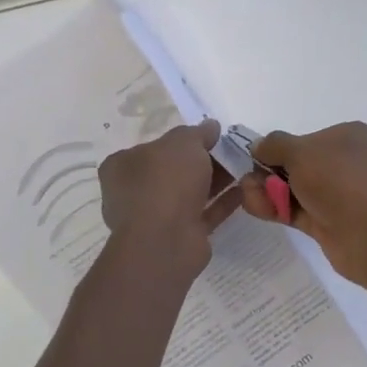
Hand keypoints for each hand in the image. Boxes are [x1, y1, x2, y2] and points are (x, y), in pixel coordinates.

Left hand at [98, 121, 240, 279]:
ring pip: (189, 193)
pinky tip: (244, 190)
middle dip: (203, 161)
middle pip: (173, 170)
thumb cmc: (165, 181)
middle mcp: (134, 192)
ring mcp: (156, 217)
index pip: (152, 147)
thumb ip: (198, 132)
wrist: (166, 240)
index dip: (180, 140)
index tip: (208, 136)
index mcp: (122, 166)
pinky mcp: (178, 236)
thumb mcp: (183, 142)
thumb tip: (210, 126)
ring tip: (243, 167)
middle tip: (231, 150)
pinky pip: (203, 213)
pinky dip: (221, 202)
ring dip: (215, 181)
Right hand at [239, 122, 366, 291]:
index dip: (280, 148)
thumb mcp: (300, 151)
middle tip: (249, 181)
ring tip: (251, 197)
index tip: (256, 157)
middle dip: (269, 172)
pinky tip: (258, 209)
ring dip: (269, 191)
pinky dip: (277, 209)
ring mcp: (340, 196)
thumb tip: (257, 146)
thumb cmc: (339, 179)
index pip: (308, 138)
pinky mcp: (331, 223)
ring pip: (296, 190)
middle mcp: (347, 164)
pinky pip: (298, 211)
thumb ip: (274, 145)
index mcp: (349, 137)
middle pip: (299, 165)